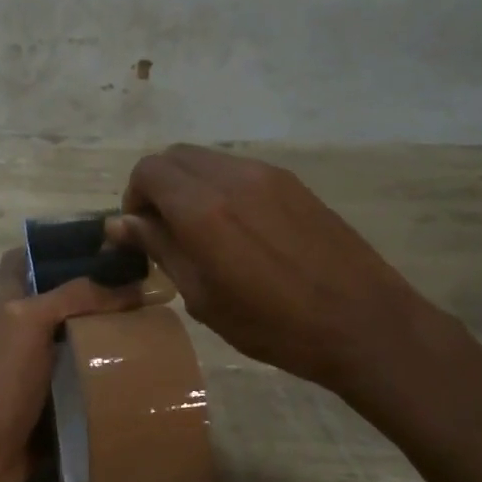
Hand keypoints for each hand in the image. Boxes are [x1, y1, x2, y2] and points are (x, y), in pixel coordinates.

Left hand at [0, 248, 140, 481]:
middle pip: (62, 300)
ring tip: (155, 327)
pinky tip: (141, 371)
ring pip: (76, 339)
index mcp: (9, 301)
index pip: (29, 258)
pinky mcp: (52, 401)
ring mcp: (36, 367)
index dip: (59, 246)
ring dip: (108, 335)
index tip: (105, 245)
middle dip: (99, 293)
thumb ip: (74, 296)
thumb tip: (129, 284)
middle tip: (146, 290)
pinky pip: (84, 379)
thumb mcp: (31, 323)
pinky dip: (107, 375)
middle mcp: (22, 329)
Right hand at [109, 144, 431, 393]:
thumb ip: (160, 249)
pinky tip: (240, 230)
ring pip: (208, 160)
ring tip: (204, 232)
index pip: (148, 171)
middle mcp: (232, 178)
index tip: (142, 233)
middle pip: (175, 157)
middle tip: (166, 232)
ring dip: (190, 185)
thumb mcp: (203, 297)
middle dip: (158, 187)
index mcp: (203, 209)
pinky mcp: (293, 183)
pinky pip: (240, 170)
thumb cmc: (273, 325)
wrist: (361, 322)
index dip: (134, 198)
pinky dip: (221, 187)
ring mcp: (267, 175)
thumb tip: (119, 224)